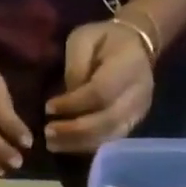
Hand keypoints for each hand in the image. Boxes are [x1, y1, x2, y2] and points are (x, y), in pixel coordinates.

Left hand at [45, 20, 154, 153]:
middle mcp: (138, 94)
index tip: (48, 108)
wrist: (137, 45)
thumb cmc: (105, 40)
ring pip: (109, 137)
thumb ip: (75, 67)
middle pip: (106, 121)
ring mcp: (138, 113)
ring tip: (53, 144)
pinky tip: (68, 145)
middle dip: (73, 131)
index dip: (73, 104)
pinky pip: (110, 142)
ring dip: (78, 144)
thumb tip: (66, 100)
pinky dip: (87, 146)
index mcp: (128, 66)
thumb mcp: (83, 39)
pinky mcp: (134, 124)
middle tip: (47, 133)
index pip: (100, 93)